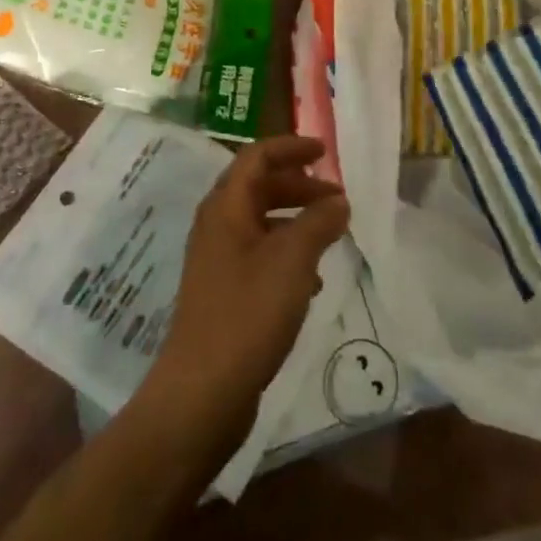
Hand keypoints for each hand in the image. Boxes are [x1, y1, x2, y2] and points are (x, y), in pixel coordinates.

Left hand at [137, 136, 349, 453]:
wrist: (202, 393)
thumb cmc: (248, 313)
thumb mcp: (293, 261)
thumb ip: (318, 222)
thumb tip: (338, 200)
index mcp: (226, 207)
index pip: (256, 157)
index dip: (290, 148)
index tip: (324, 151)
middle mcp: (217, 226)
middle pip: (259, 187)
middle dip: (299, 186)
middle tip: (337, 198)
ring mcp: (218, 260)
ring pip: (261, 222)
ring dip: (296, 220)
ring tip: (331, 235)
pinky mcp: (224, 292)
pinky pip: (260, 255)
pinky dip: (287, 253)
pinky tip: (311, 280)